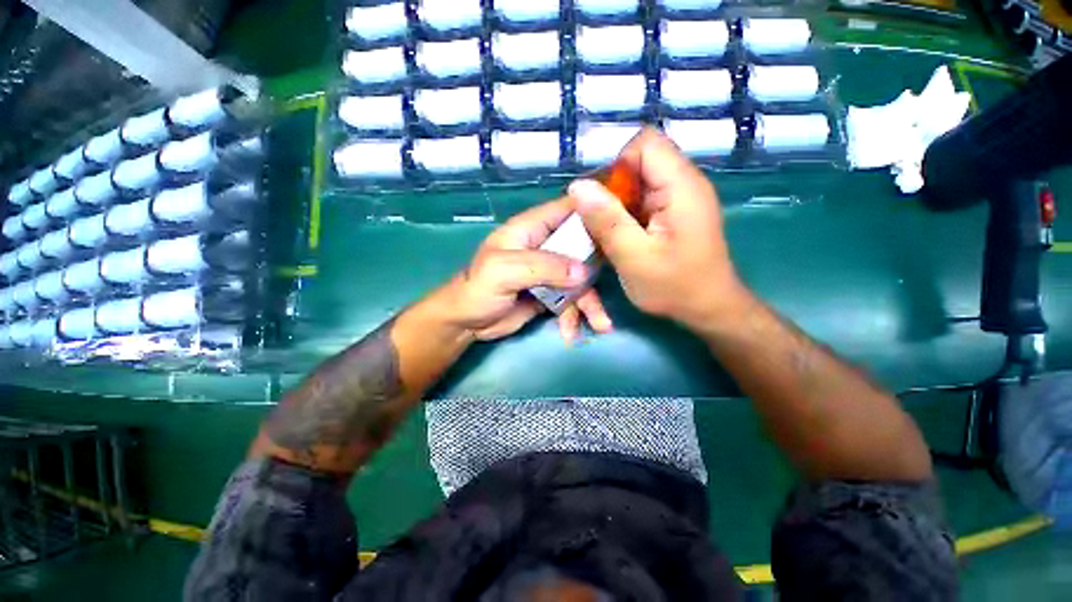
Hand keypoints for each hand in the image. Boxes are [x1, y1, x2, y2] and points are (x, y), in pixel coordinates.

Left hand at [440, 197, 612, 341]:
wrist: (466, 323)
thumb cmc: (478, 289)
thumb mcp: (505, 271)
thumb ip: (544, 266)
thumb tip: (584, 272)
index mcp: (530, 229)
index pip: (566, 210)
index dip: (592, 210)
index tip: (620, 219)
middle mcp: (544, 247)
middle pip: (581, 248)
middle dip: (597, 270)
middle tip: (616, 284)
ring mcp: (548, 272)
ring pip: (579, 280)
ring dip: (590, 303)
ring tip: (600, 325)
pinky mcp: (549, 294)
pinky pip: (570, 301)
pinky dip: (574, 316)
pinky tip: (571, 334)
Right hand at [569, 128, 749, 329]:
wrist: (708, 308)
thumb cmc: (675, 287)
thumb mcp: (634, 258)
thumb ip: (607, 220)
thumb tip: (578, 185)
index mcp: (681, 186)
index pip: (644, 143)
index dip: (617, 166)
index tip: (603, 202)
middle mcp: (683, 183)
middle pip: (638, 162)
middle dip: (612, 190)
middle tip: (602, 225)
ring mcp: (679, 198)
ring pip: (636, 182)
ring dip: (616, 205)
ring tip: (610, 235)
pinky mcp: (672, 212)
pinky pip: (641, 200)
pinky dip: (624, 215)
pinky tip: (621, 238)